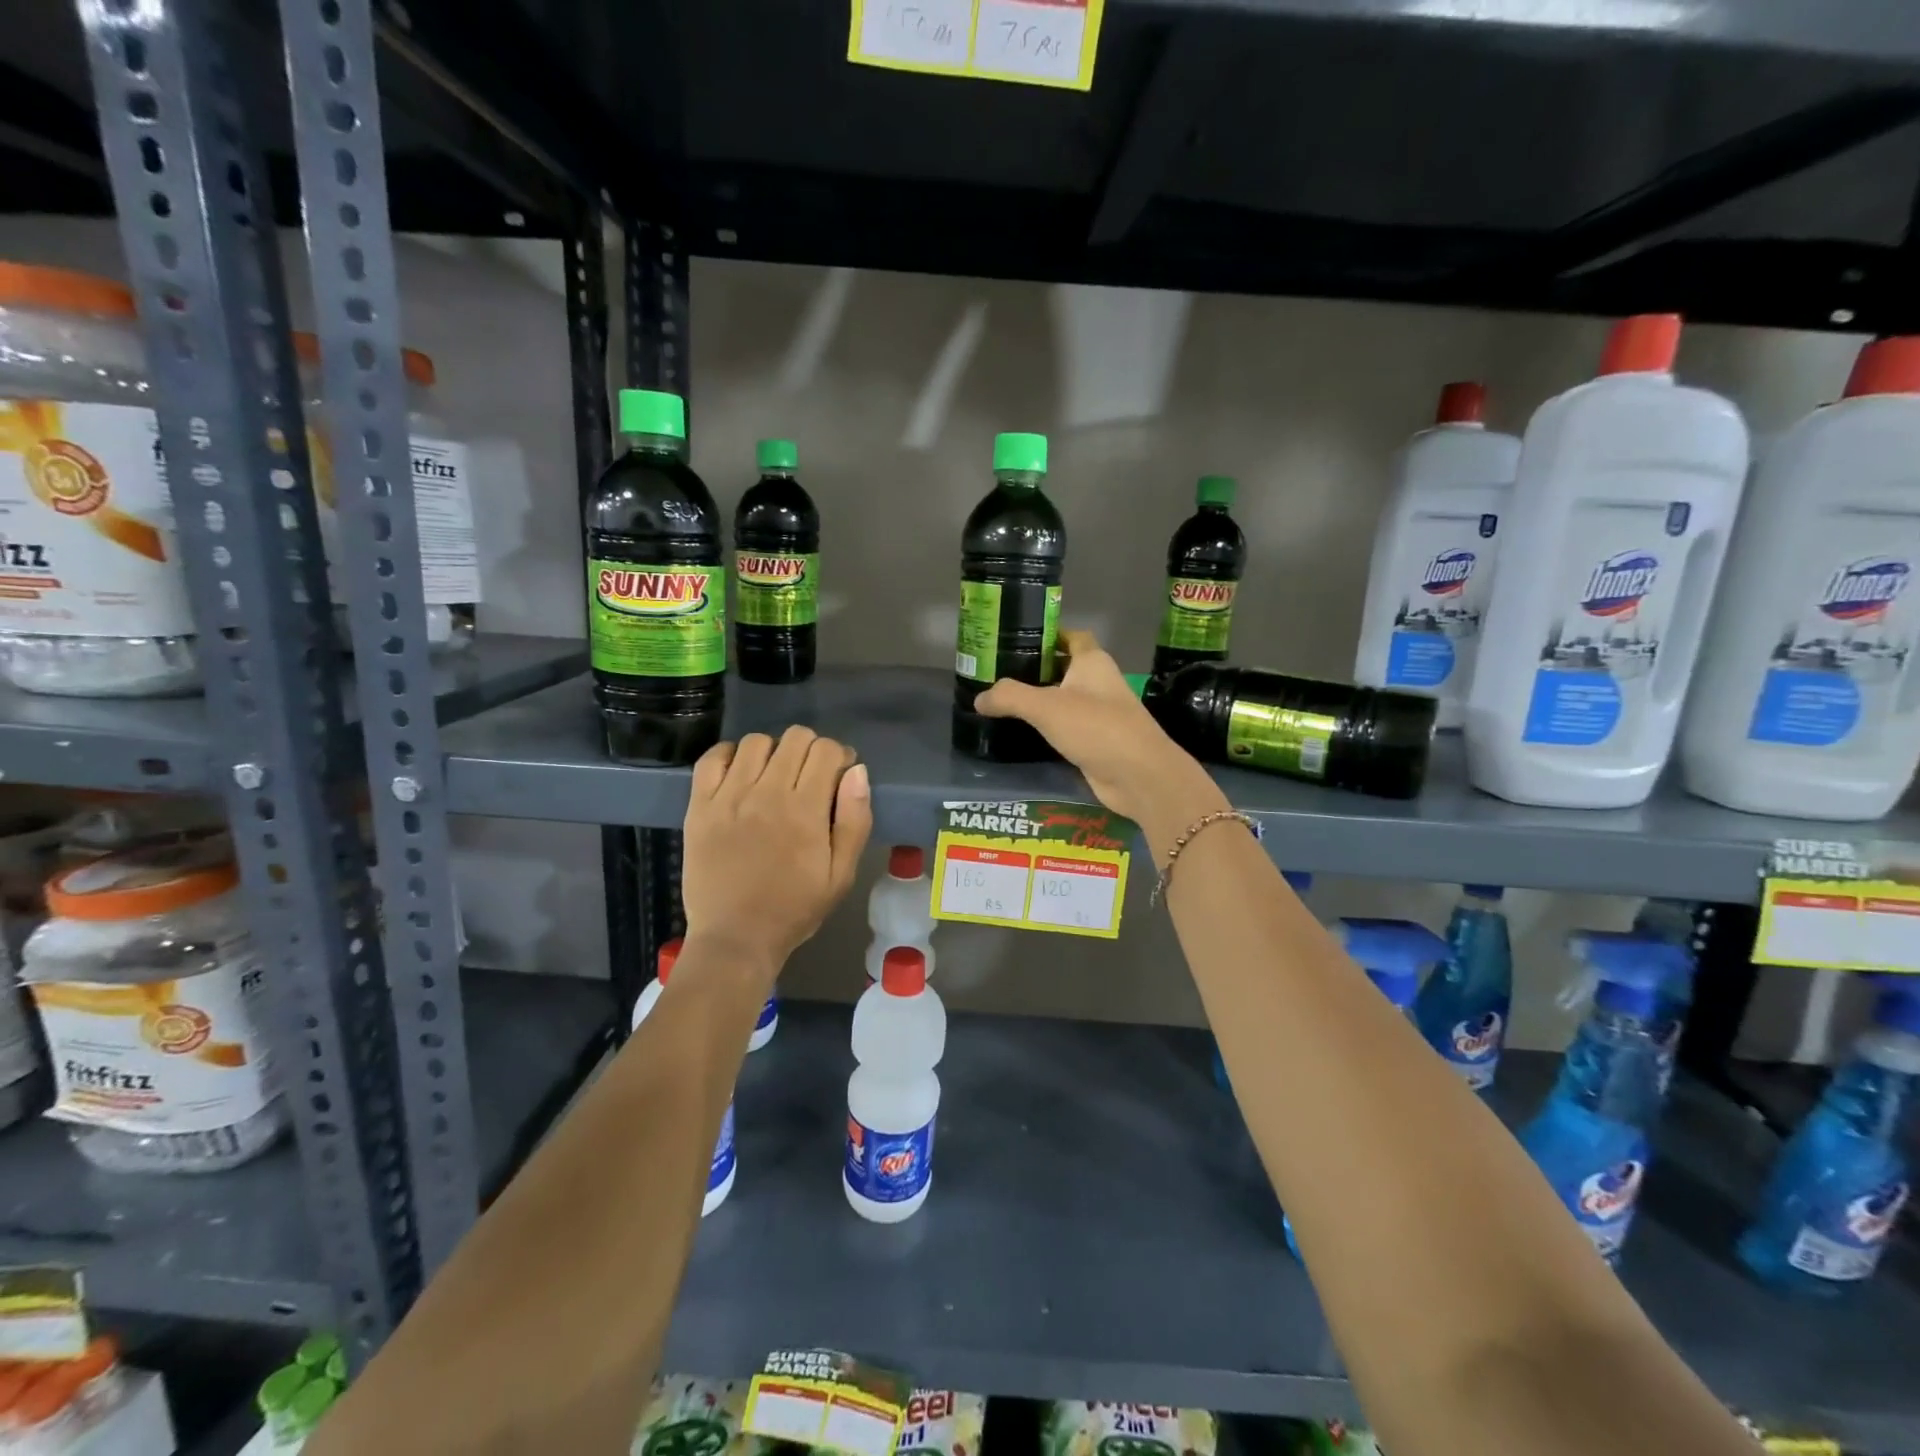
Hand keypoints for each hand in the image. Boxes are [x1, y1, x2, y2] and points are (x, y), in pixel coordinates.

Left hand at [681, 726, 872, 990]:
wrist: (735, 938)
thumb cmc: (795, 909)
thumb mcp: (841, 874)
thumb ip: (855, 820)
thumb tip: (857, 771)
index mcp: (805, 810)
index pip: (827, 750)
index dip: (839, 756)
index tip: (838, 777)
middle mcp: (766, 793)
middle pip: (795, 737)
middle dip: (811, 750)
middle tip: (809, 777)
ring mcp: (728, 797)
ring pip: (756, 741)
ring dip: (773, 752)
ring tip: (774, 776)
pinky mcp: (699, 806)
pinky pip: (712, 757)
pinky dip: (730, 756)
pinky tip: (740, 774)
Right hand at [973, 631, 1225, 846]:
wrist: (1138, 776)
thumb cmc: (1096, 727)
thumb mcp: (1046, 706)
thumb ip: (1009, 697)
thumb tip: (978, 699)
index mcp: (1093, 662)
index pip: (1072, 637)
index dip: (1049, 634)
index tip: (1017, 638)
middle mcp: (1098, 683)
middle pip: (1064, 667)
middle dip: (1036, 668)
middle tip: (998, 673)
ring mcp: (1100, 713)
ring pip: (1064, 699)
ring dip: (1040, 700)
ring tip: (1002, 701)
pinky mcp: (1096, 741)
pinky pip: (1066, 727)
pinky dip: (1047, 727)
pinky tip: (1023, 732)